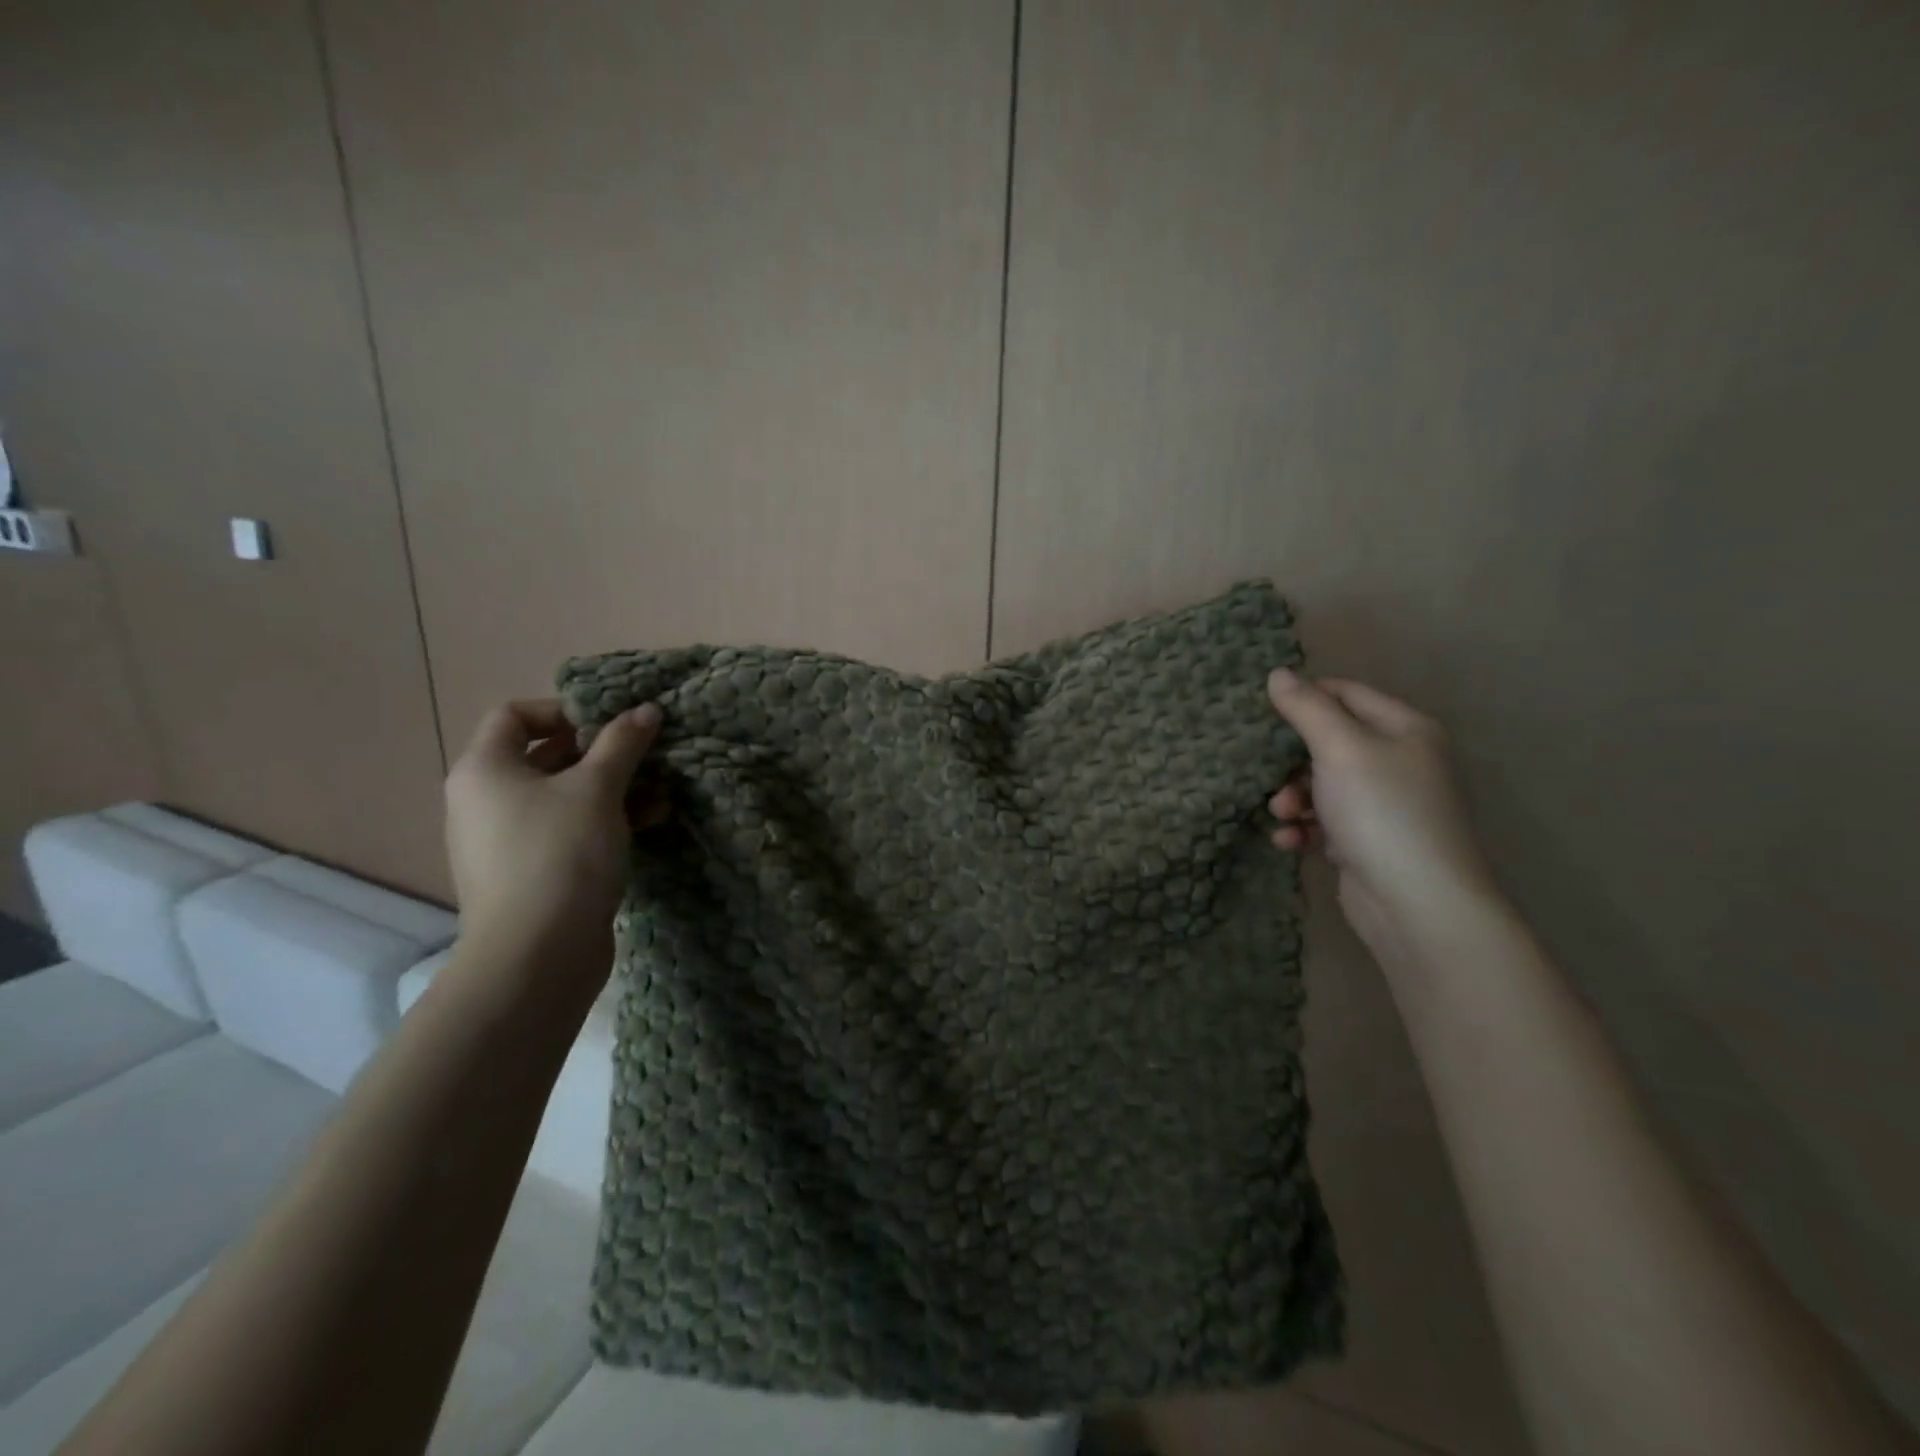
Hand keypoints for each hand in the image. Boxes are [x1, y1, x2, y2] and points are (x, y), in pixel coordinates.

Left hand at [445, 698, 662, 958]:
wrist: (537, 954)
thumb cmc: (561, 854)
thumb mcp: (598, 788)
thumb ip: (622, 743)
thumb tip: (647, 708)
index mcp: (485, 770)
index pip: (514, 715)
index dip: (564, 710)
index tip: (611, 722)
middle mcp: (485, 800)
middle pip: (545, 756)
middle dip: (602, 752)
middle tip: (646, 752)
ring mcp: (506, 841)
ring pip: (564, 796)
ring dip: (614, 788)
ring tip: (662, 789)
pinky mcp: (531, 873)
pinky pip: (568, 830)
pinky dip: (606, 820)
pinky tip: (651, 820)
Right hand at [1266, 670, 1495, 952]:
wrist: (1417, 904)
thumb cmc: (1381, 812)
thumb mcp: (1340, 749)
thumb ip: (1307, 708)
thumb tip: (1278, 673)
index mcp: (1405, 729)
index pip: (1346, 693)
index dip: (1304, 698)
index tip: (1262, 713)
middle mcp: (1400, 761)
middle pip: (1329, 741)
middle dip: (1291, 759)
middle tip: (1267, 771)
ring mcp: (1385, 805)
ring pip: (1322, 784)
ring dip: (1293, 797)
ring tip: (1283, 814)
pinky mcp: (1369, 841)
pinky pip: (1326, 822)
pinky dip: (1304, 828)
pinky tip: (1290, 841)